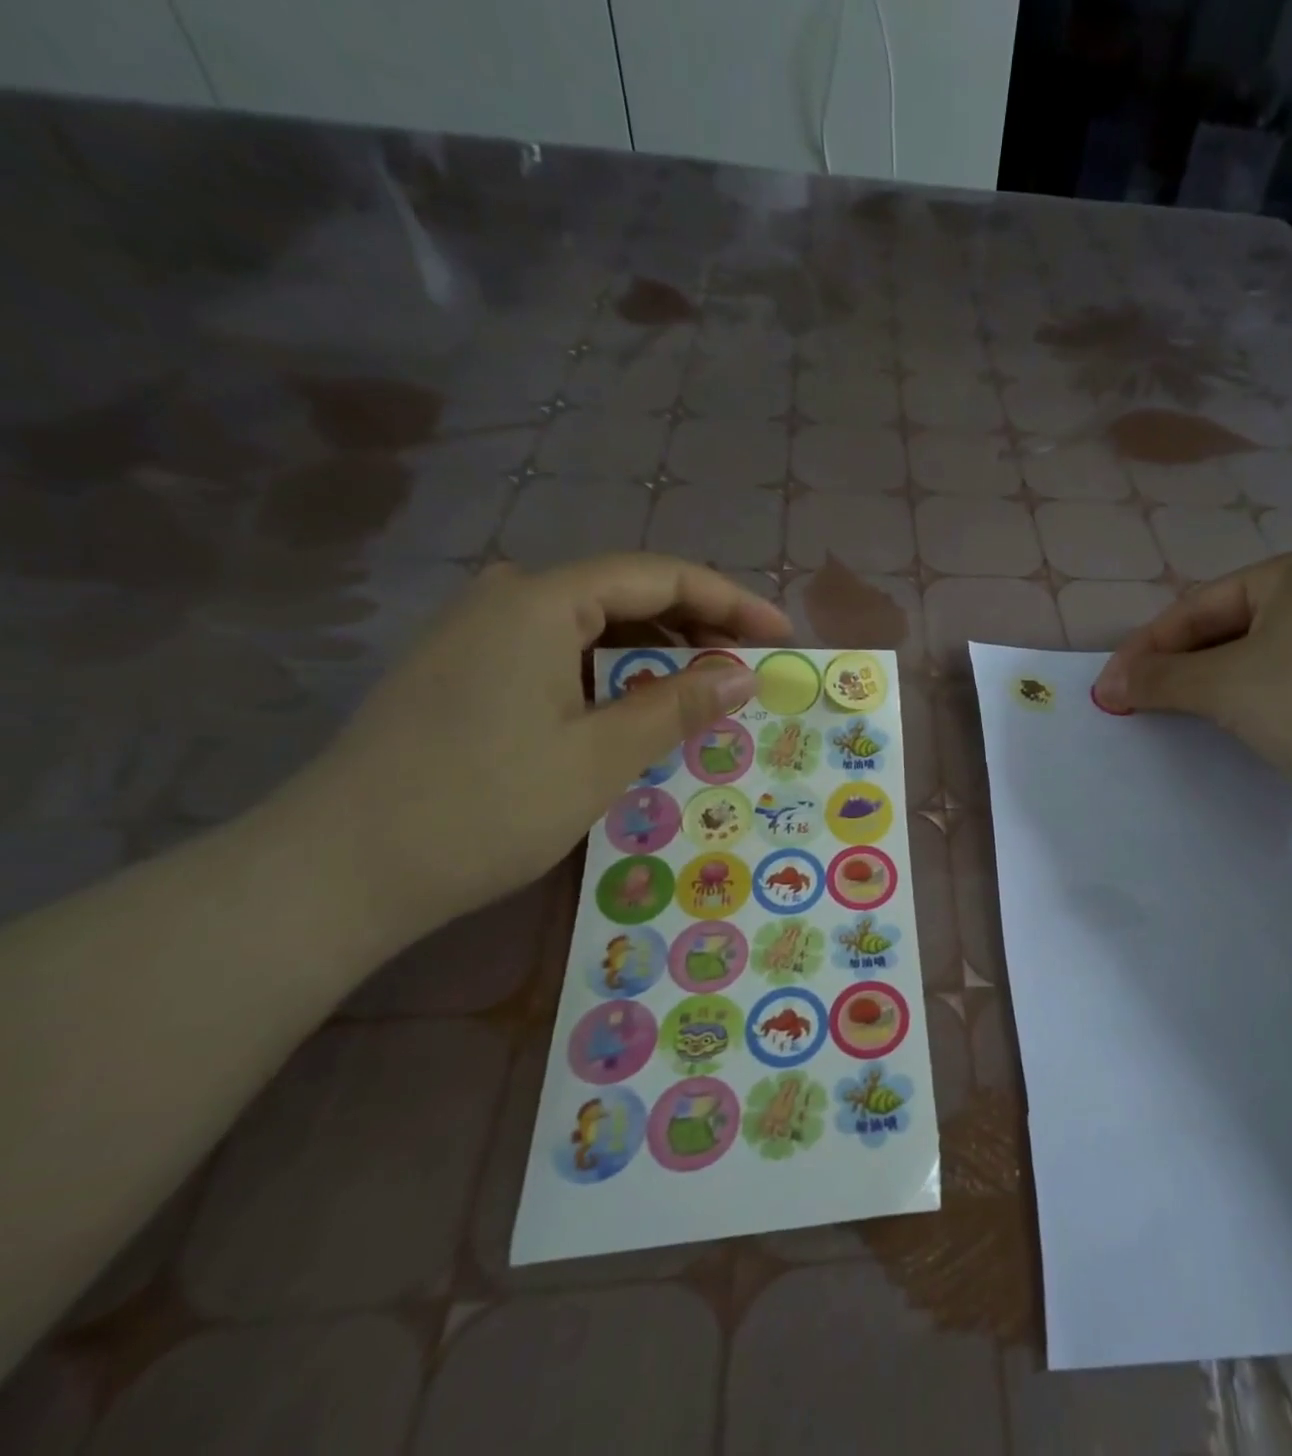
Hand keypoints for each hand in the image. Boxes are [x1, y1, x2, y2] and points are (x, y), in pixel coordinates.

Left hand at [280, 555, 790, 941]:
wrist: (336, 871)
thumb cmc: (483, 806)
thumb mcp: (600, 757)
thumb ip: (679, 706)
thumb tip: (745, 675)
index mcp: (541, 601)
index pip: (659, 576)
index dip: (730, 600)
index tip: (780, 636)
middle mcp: (507, 599)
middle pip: (626, 594)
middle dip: (696, 626)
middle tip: (747, 669)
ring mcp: (478, 633)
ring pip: (593, 626)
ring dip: (655, 654)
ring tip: (704, 692)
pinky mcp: (464, 670)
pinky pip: (560, 653)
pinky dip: (612, 675)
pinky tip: (636, 710)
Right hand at [1094, 551, 1291, 824]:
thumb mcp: (1224, 684)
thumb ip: (1159, 678)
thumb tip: (1107, 686)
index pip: (1198, 605)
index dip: (1146, 646)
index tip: (1110, 685)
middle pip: (1223, 629)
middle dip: (1175, 666)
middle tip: (1134, 701)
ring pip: (1251, 658)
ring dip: (1204, 685)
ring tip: (1171, 713)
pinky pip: (1280, 683)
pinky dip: (1243, 700)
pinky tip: (1227, 724)